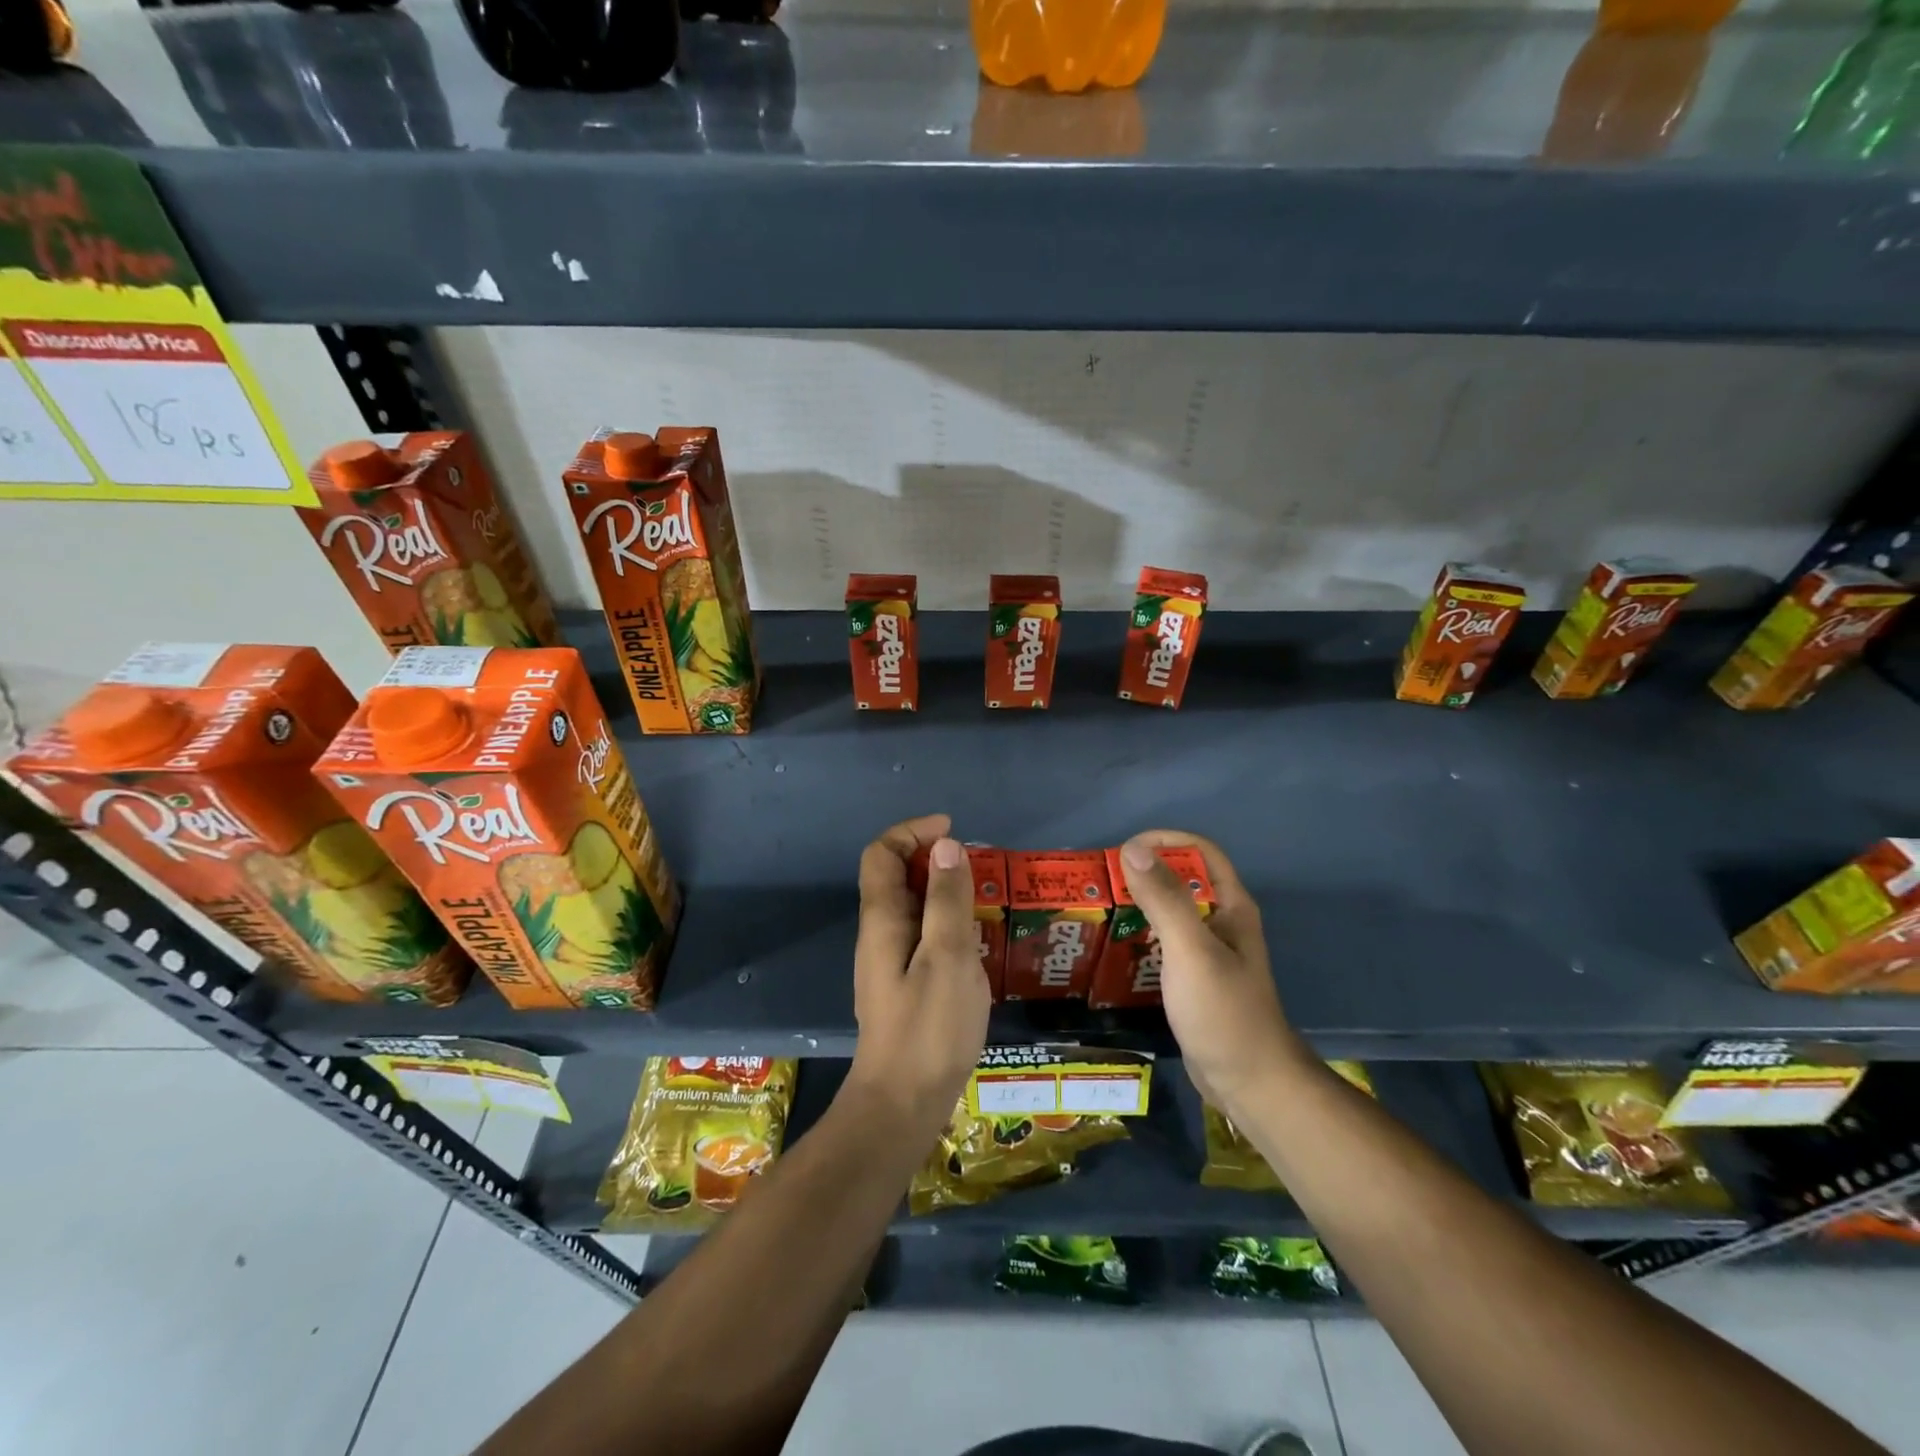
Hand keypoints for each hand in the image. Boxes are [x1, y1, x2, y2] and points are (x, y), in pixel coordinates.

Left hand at [846, 813, 991, 1135]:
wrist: (903, 1103)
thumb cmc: (929, 1028)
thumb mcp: (948, 956)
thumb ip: (946, 899)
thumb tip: (945, 845)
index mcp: (882, 918)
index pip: (882, 853)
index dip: (913, 832)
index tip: (953, 832)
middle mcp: (879, 932)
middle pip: (896, 875)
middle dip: (934, 859)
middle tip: (979, 867)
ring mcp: (890, 959)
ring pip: (913, 905)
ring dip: (944, 891)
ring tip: (986, 899)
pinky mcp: (905, 982)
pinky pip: (923, 933)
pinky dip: (948, 921)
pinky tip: (978, 942)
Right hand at [1117, 830, 1300, 1115]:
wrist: (1249, 1083)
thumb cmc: (1223, 1012)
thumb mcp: (1191, 950)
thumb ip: (1164, 899)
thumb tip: (1132, 848)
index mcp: (1230, 906)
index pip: (1200, 851)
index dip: (1165, 841)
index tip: (1124, 851)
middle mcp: (1221, 922)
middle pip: (1182, 879)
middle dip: (1144, 873)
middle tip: (1102, 882)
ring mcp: (1208, 952)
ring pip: (1170, 912)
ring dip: (1138, 905)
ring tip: (1099, 910)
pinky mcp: (1194, 978)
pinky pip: (1164, 943)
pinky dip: (1140, 937)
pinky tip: (1113, 949)